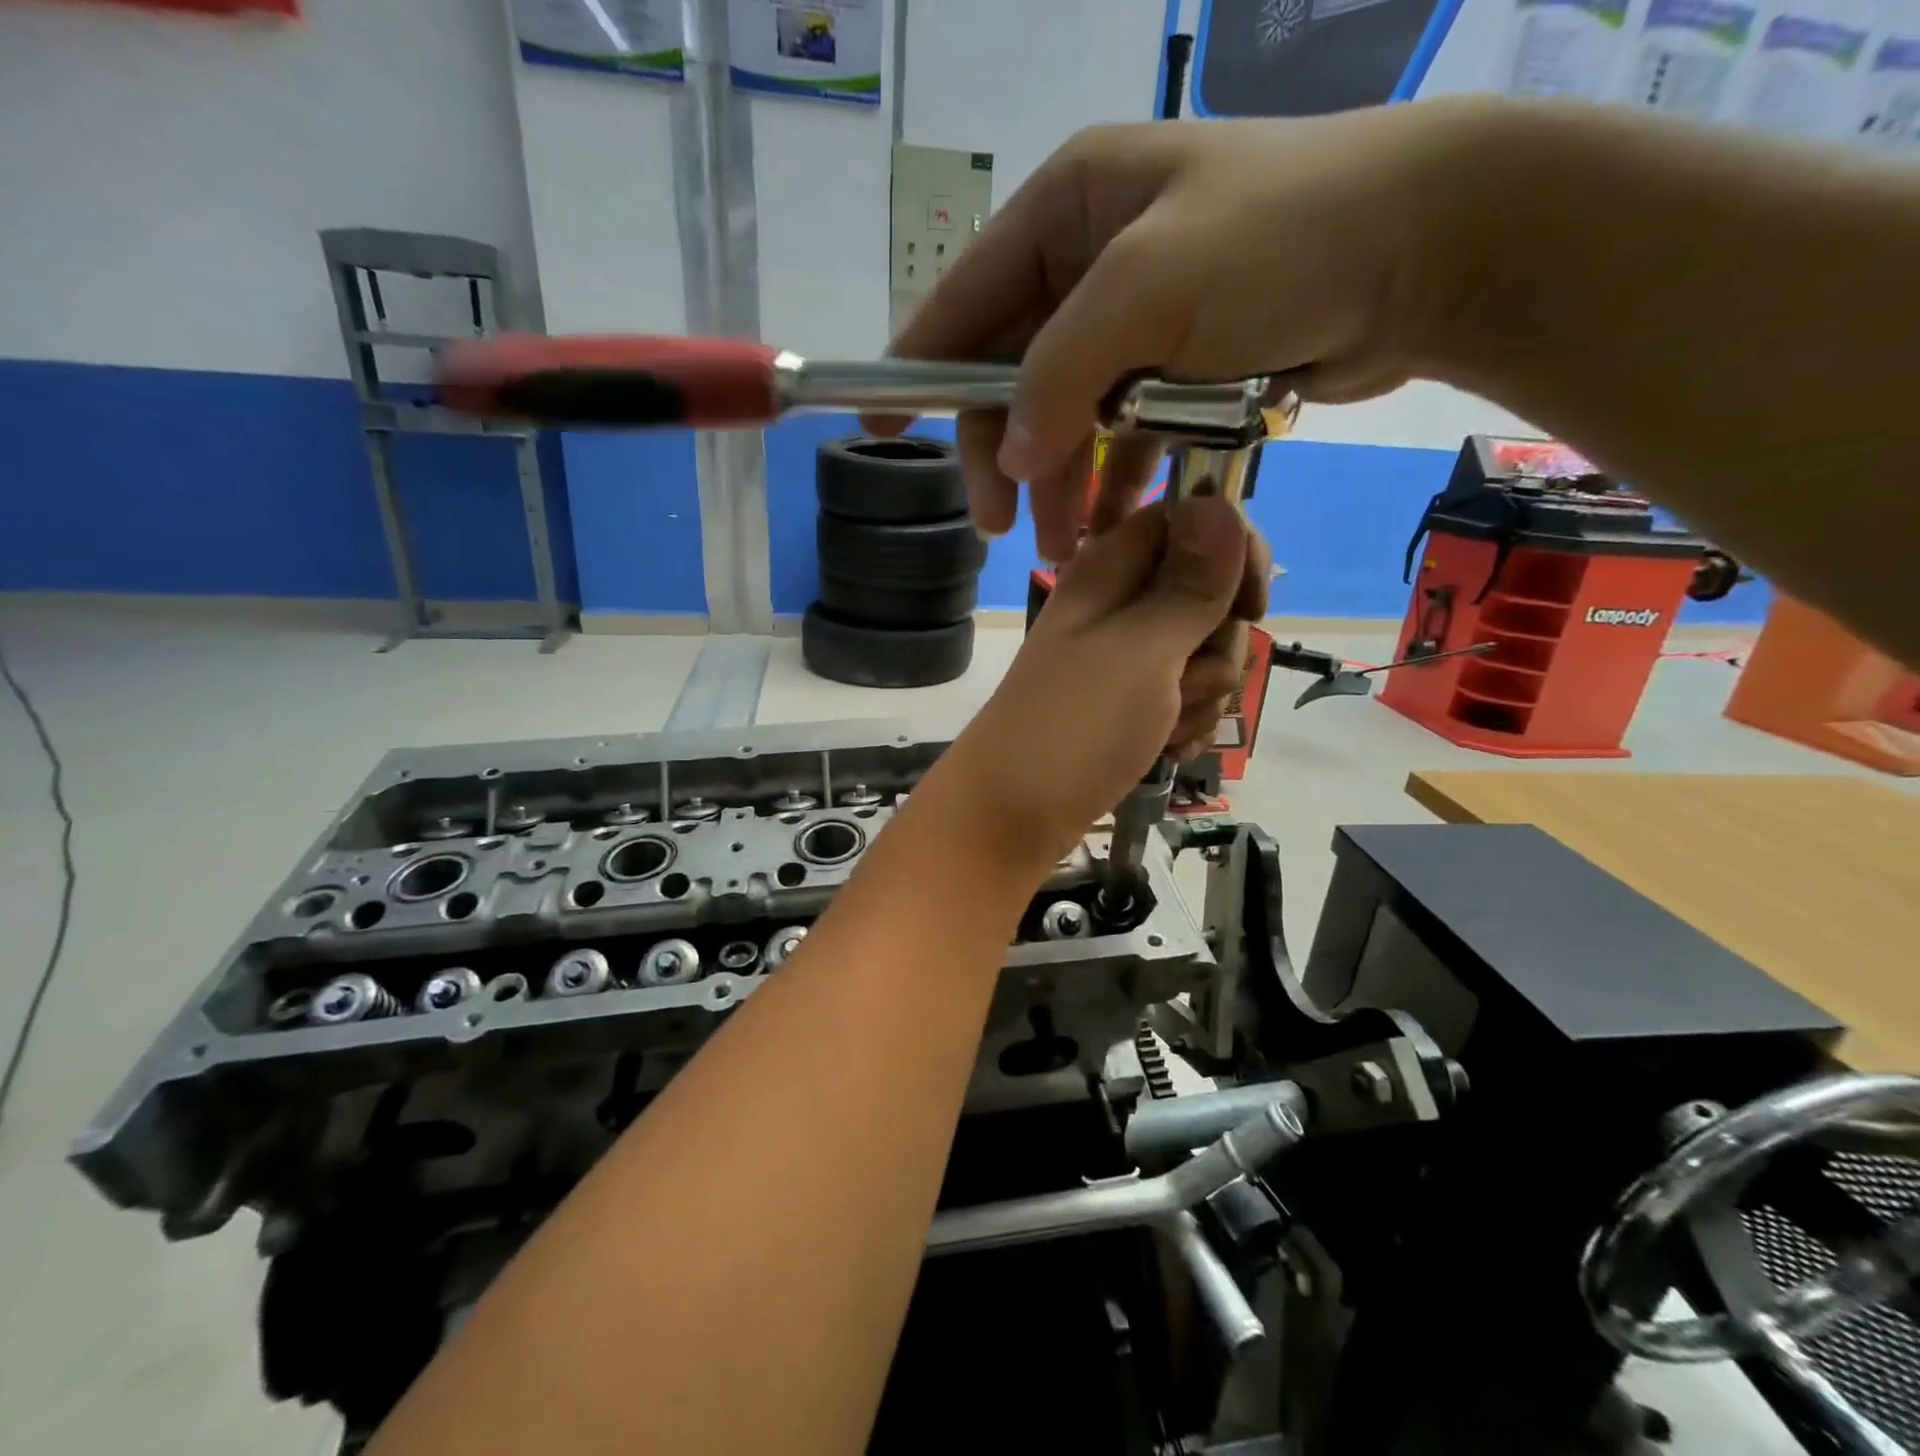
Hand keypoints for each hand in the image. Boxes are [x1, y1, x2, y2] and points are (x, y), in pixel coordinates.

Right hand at [865, 102, 1476, 560]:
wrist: (1421, 252)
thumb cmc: (1281, 241)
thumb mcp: (1150, 289)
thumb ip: (1059, 371)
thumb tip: (1007, 453)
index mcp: (1064, 214)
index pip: (962, 302)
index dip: (913, 370)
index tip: (873, 431)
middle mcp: (1087, 266)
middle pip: (1010, 378)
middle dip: (1003, 458)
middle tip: (1001, 531)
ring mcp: (1131, 324)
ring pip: (1062, 419)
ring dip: (1057, 486)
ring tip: (1062, 553)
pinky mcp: (1173, 370)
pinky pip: (1116, 436)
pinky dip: (1108, 483)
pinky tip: (1105, 530)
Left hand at [944, 496, 1263, 868]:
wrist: (1011, 816)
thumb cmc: (1073, 730)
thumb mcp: (1141, 652)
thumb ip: (1189, 585)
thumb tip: (1222, 503)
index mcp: (1109, 571)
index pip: (1191, 521)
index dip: (1233, 555)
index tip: (1250, 607)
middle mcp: (1118, 606)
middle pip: (1210, 595)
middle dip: (1216, 647)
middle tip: (1180, 684)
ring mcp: (1123, 659)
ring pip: (1205, 654)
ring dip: (1202, 697)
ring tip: (1163, 729)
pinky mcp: (1129, 705)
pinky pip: (1186, 698)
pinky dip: (1185, 725)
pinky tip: (1167, 751)